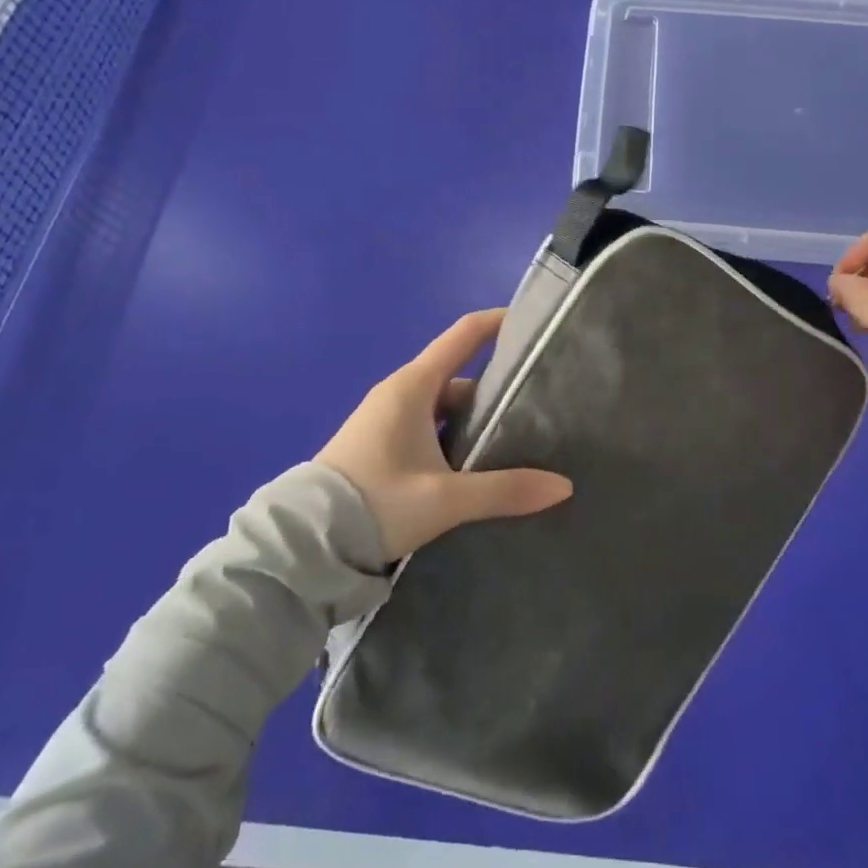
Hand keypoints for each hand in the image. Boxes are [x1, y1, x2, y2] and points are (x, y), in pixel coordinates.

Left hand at [316, 309, 573, 559]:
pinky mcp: (379, 444)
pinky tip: (473, 466)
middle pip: (459, 376)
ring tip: (514, 441)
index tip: (532, 323)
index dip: (497, 323)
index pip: (463, 335)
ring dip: (473, 419)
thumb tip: (563, 486)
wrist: (304, 545)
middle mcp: (399, 393)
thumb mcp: (444, 499)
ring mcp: (386, 418)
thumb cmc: (376, 503)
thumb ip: (504, 490)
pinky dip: (452, 436)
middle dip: (495, 388)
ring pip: (443, 406)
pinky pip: (427, 426)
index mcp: (413, 386)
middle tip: (537, 405)